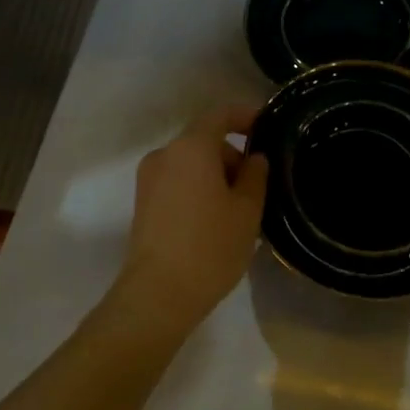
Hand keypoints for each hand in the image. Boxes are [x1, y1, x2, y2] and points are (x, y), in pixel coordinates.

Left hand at [108, 104, 268, 342]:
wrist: (157, 295)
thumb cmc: (210, 246)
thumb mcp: (247, 210)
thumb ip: (255, 175)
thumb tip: (254, 158)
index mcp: (191, 147)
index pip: (220, 114)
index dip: (245, 116)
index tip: (266, 126)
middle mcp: (165, 154)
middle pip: (205, 141)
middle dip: (233, 156)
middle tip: (258, 186)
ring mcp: (149, 179)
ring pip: (191, 164)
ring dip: (216, 176)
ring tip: (239, 210)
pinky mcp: (142, 203)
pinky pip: (178, 182)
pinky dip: (198, 189)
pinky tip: (215, 221)